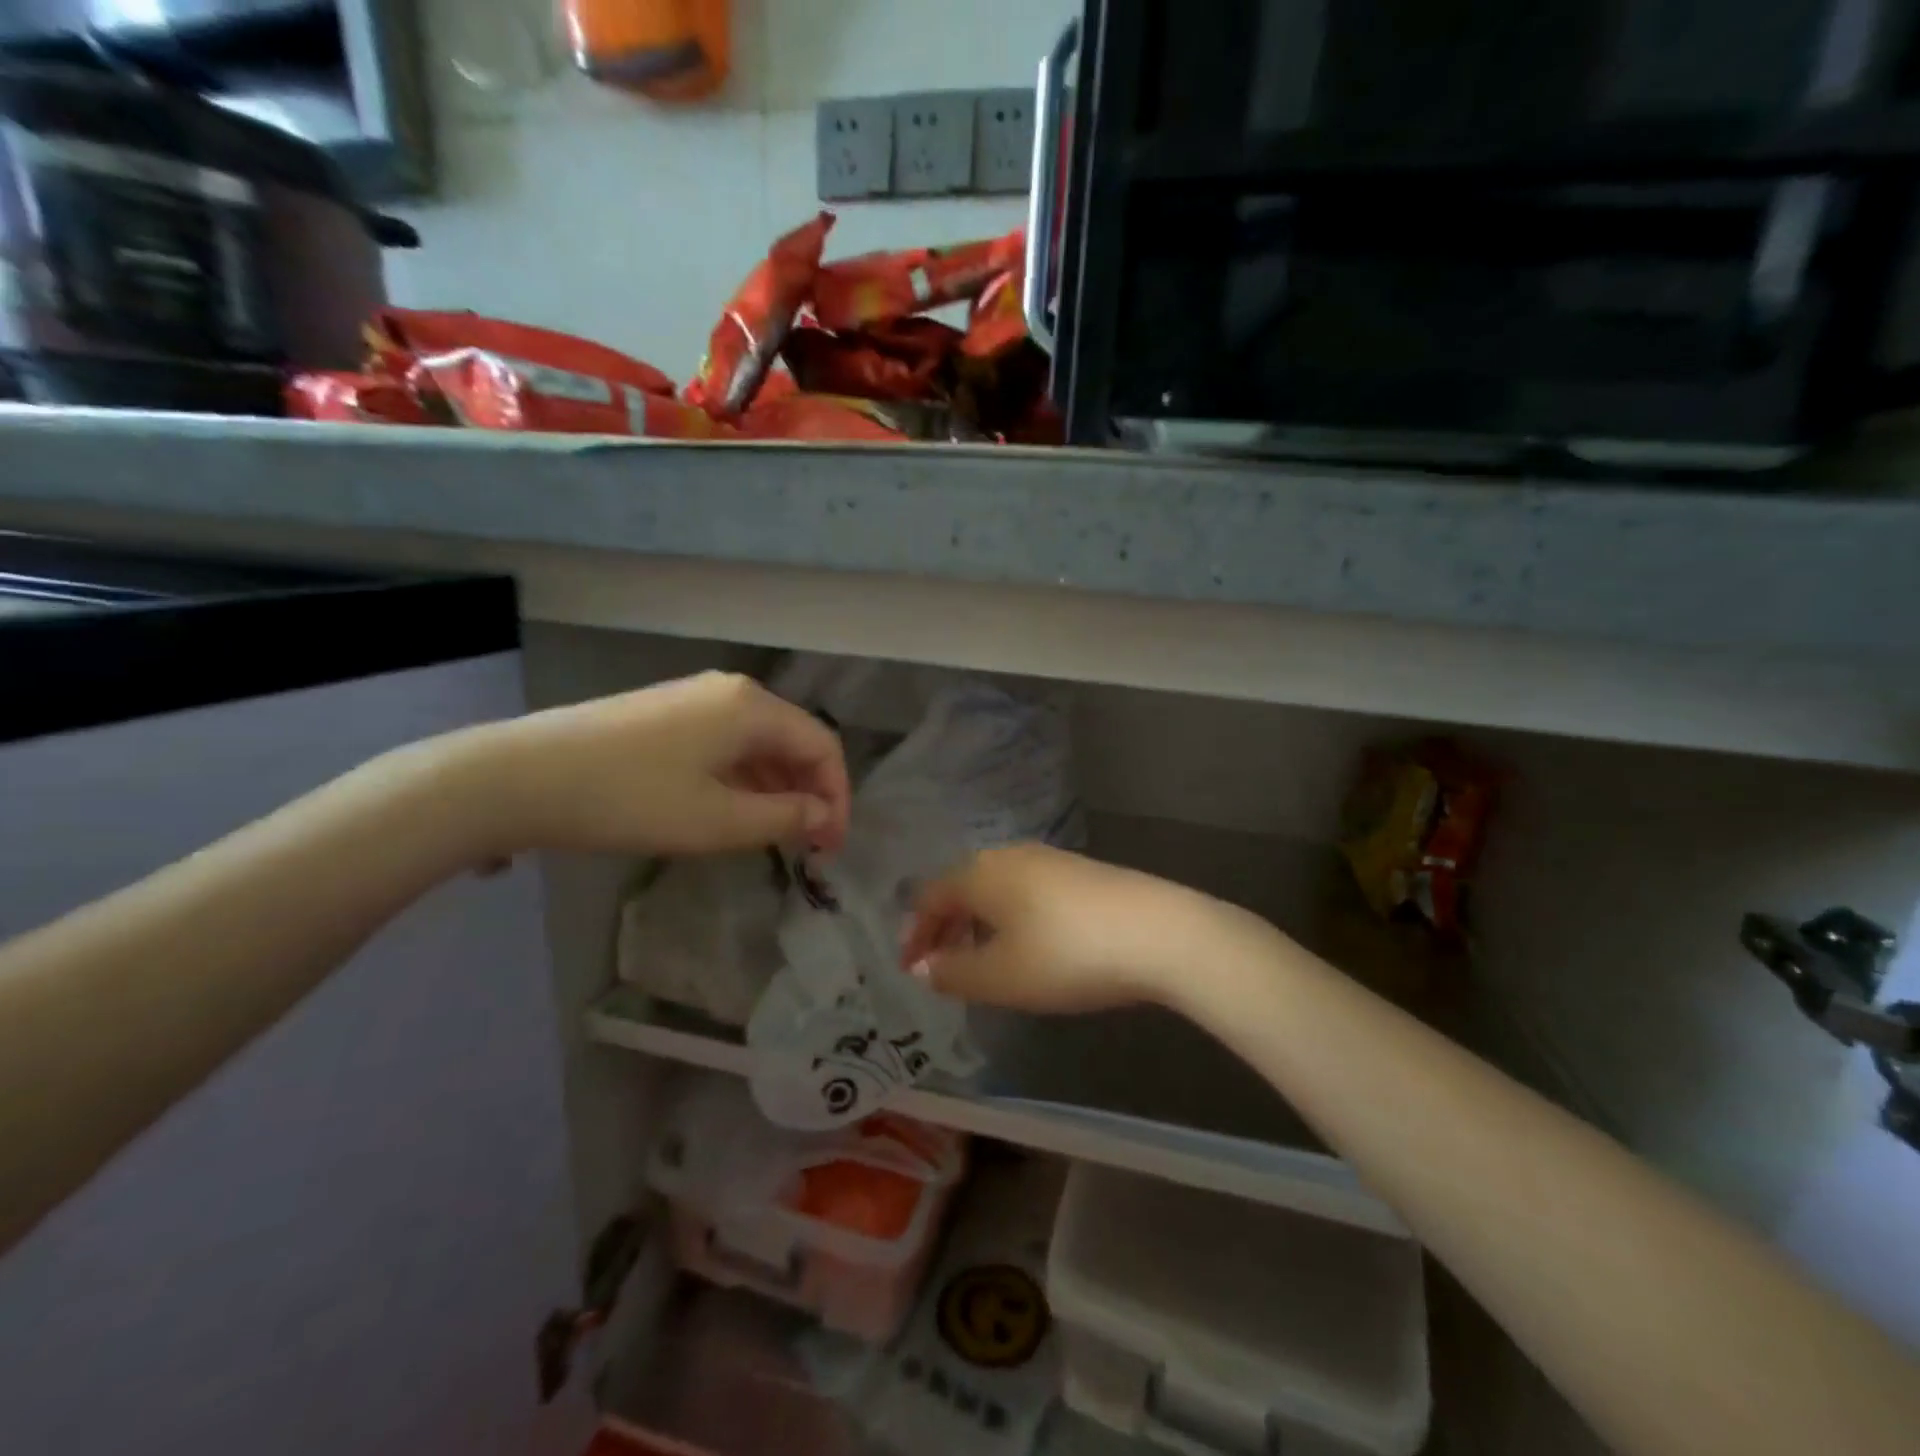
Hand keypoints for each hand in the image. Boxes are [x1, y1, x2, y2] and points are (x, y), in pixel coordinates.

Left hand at [459, 672, 850, 858]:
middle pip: (794, 740)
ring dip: (777, 788)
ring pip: (759, 743)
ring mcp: (696, 698)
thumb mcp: (717, 821)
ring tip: (773, 836)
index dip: (837, 797)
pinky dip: (743, 778)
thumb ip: (783, 818)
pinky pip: (727, 743)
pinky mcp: (668, 713)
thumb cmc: (630, 799)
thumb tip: (823, 817)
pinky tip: (732, 810)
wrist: (521, 776)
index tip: (830, 847)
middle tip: (807, 846)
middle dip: (809, 793)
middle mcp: (732, 692)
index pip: (823, 746)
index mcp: (752, 707)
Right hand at [900, 843, 1236, 1012]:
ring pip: (995, 888)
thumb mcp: (1001, 977)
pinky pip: (1026, 891)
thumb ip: (953, 973)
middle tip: (941, 967)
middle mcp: (1009, 855)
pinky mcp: (1081, 871)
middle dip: (945, 927)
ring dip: (978, 923)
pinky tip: (1028, 944)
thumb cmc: (1066, 955)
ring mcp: (1049, 859)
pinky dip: (1010, 917)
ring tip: (982, 960)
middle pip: (961, 887)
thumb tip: (922, 967)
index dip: (915, 934)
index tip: (910, 970)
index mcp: (980, 873)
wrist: (1159, 932)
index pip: (930, 897)